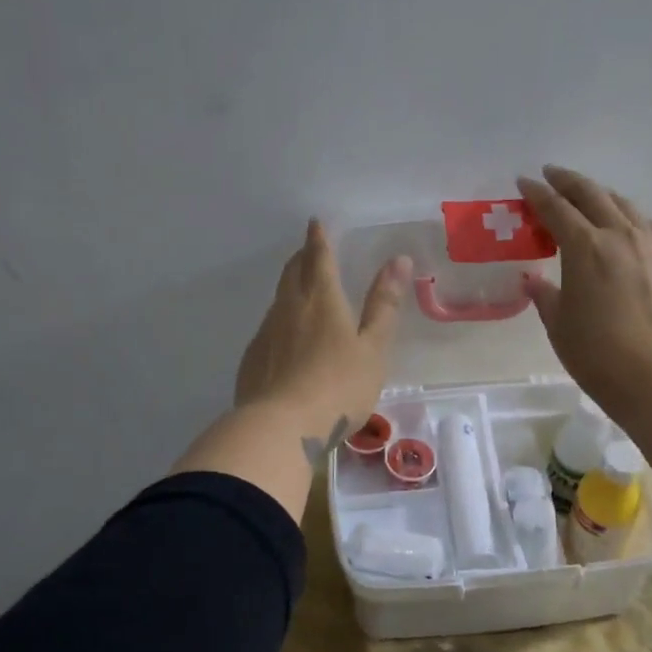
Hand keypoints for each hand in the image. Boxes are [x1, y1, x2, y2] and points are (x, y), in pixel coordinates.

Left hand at [234, 220, 410, 448]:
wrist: (281, 429)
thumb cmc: (338, 387)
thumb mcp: (372, 348)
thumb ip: (384, 305)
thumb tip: (398, 260)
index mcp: (321, 300)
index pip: (319, 258)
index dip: (319, 238)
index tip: (315, 222)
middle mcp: (289, 309)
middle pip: (292, 273)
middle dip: (302, 257)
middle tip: (309, 250)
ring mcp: (266, 334)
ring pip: (278, 300)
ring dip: (290, 288)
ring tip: (301, 291)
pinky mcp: (252, 359)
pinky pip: (269, 329)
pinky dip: (280, 322)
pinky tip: (286, 340)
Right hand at [517, 166, 651, 408]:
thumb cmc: (595, 352)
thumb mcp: (558, 323)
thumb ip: (545, 295)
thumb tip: (535, 280)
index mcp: (584, 246)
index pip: (555, 208)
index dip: (537, 193)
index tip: (524, 182)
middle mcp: (619, 234)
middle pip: (591, 194)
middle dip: (568, 181)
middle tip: (552, 175)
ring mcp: (651, 244)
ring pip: (624, 204)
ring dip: (601, 194)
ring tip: (588, 196)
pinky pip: (649, 224)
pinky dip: (630, 217)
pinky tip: (627, 225)